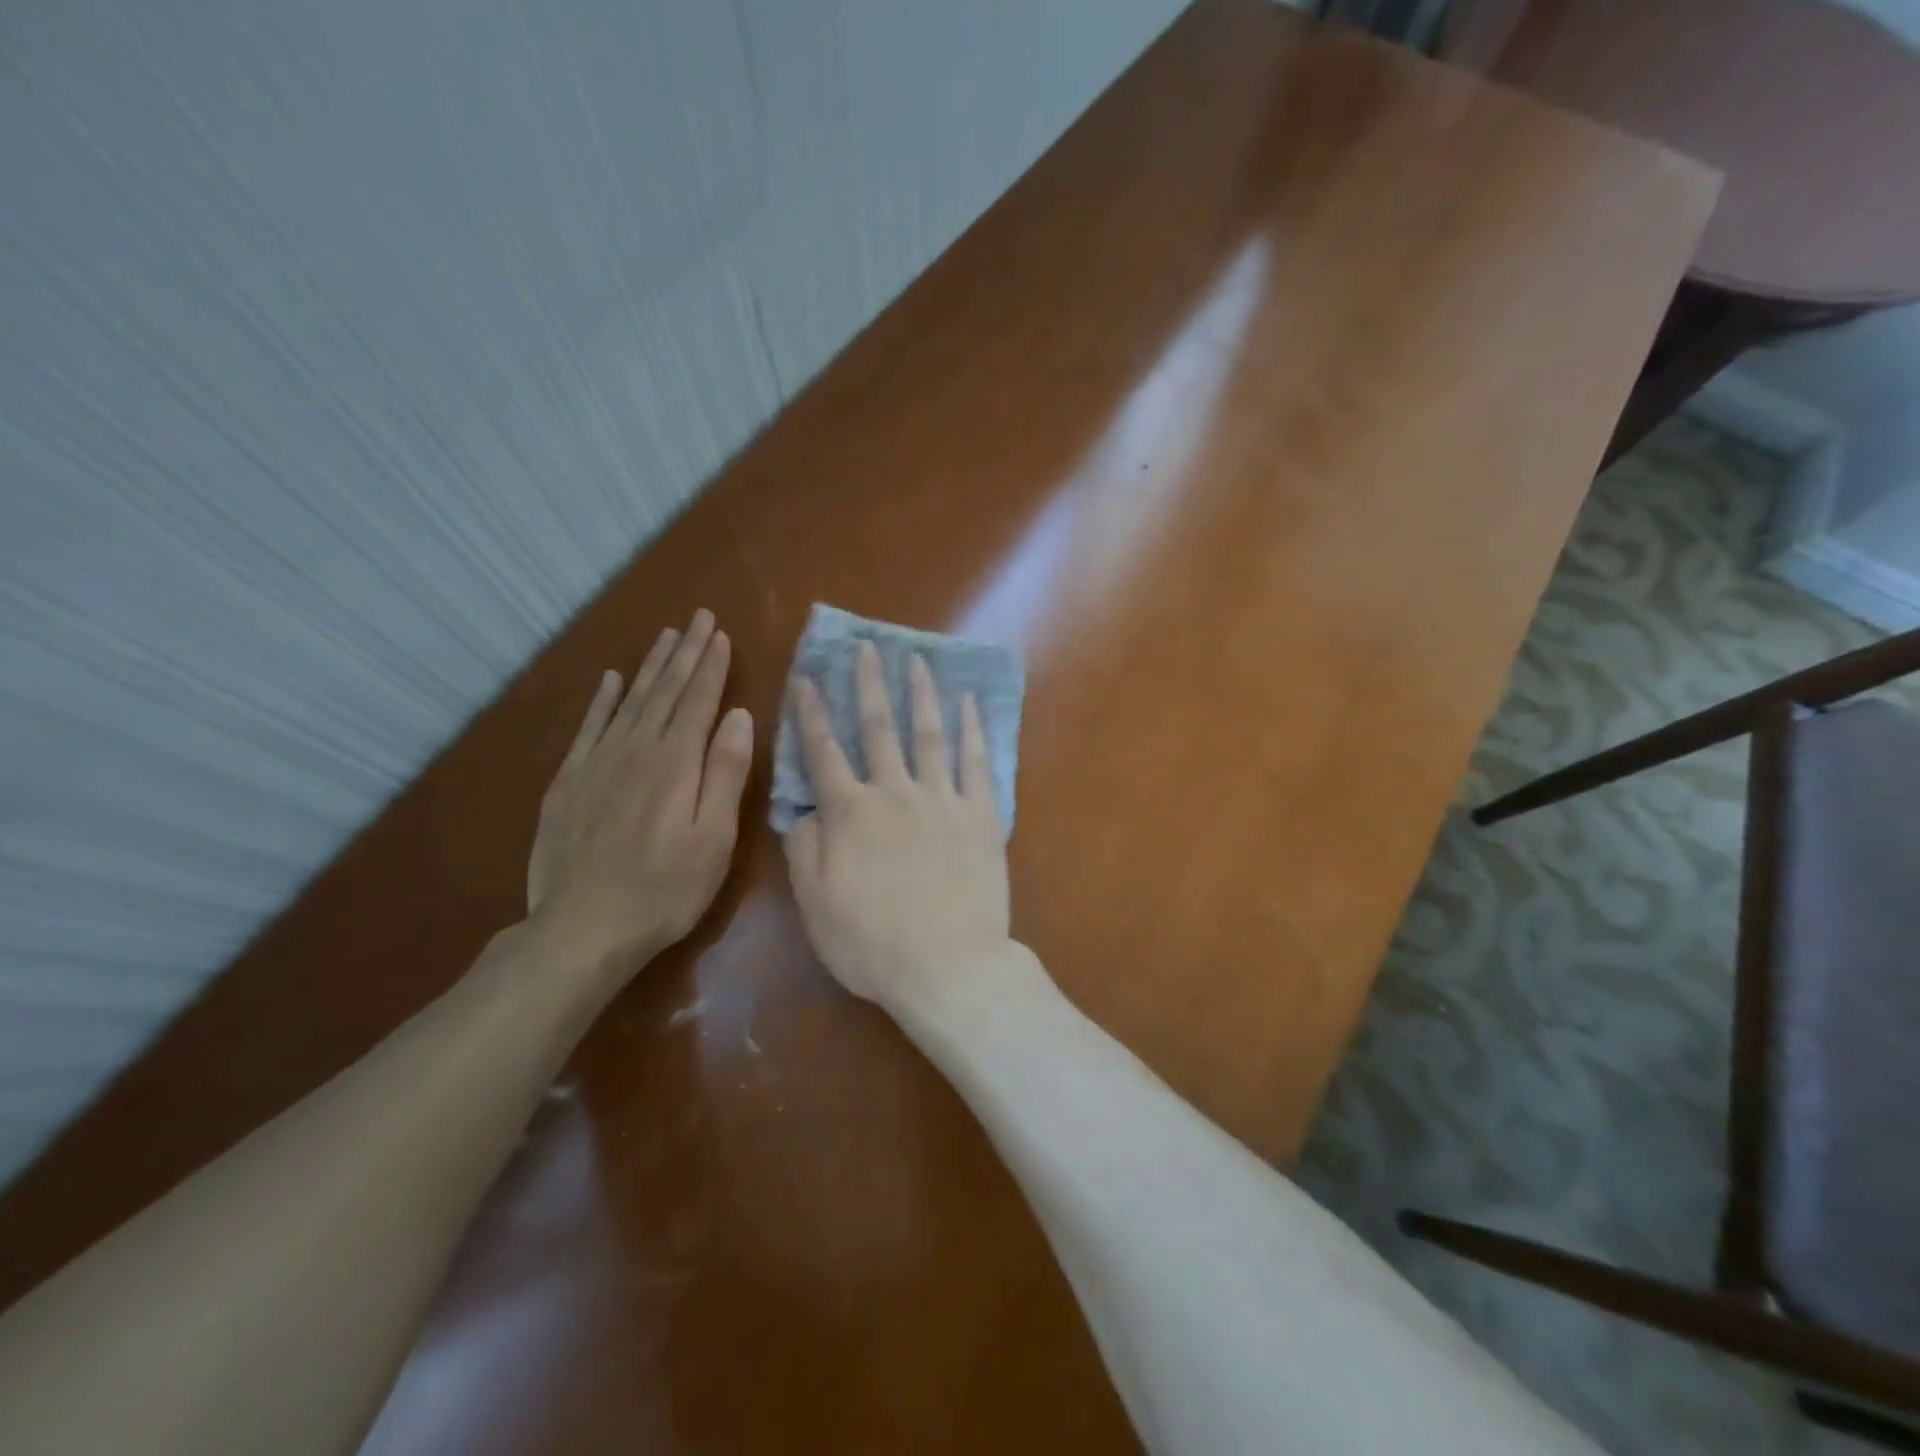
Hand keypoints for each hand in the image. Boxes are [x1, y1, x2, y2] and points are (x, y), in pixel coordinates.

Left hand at [526, 609, 753, 985]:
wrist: (582, 928)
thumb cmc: (666, 889)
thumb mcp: (714, 837)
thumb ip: (726, 772)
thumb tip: (738, 714)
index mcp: (677, 762)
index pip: (699, 700)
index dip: (712, 665)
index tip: (721, 634)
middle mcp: (637, 749)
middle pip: (665, 691)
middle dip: (685, 653)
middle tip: (698, 618)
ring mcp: (598, 763)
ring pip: (630, 701)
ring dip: (651, 667)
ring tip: (666, 637)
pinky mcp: (569, 783)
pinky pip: (589, 728)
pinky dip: (602, 701)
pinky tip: (611, 681)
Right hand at [783, 642, 1011, 1019]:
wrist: (948, 967)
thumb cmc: (872, 944)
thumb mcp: (815, 905)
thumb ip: (805, 850)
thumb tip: (806, 809)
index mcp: (850, 814)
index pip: (823, 752)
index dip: (812, 713)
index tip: (808, 678)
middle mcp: (894, 793)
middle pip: (878, 728)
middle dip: (869, 685)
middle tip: (866, 648)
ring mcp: (942, 800)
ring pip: (928, 734)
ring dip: (920, 693)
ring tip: (916, 660)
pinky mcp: (981, 815)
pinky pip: (975, 762)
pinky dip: (972, 729)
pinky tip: (968, 702)